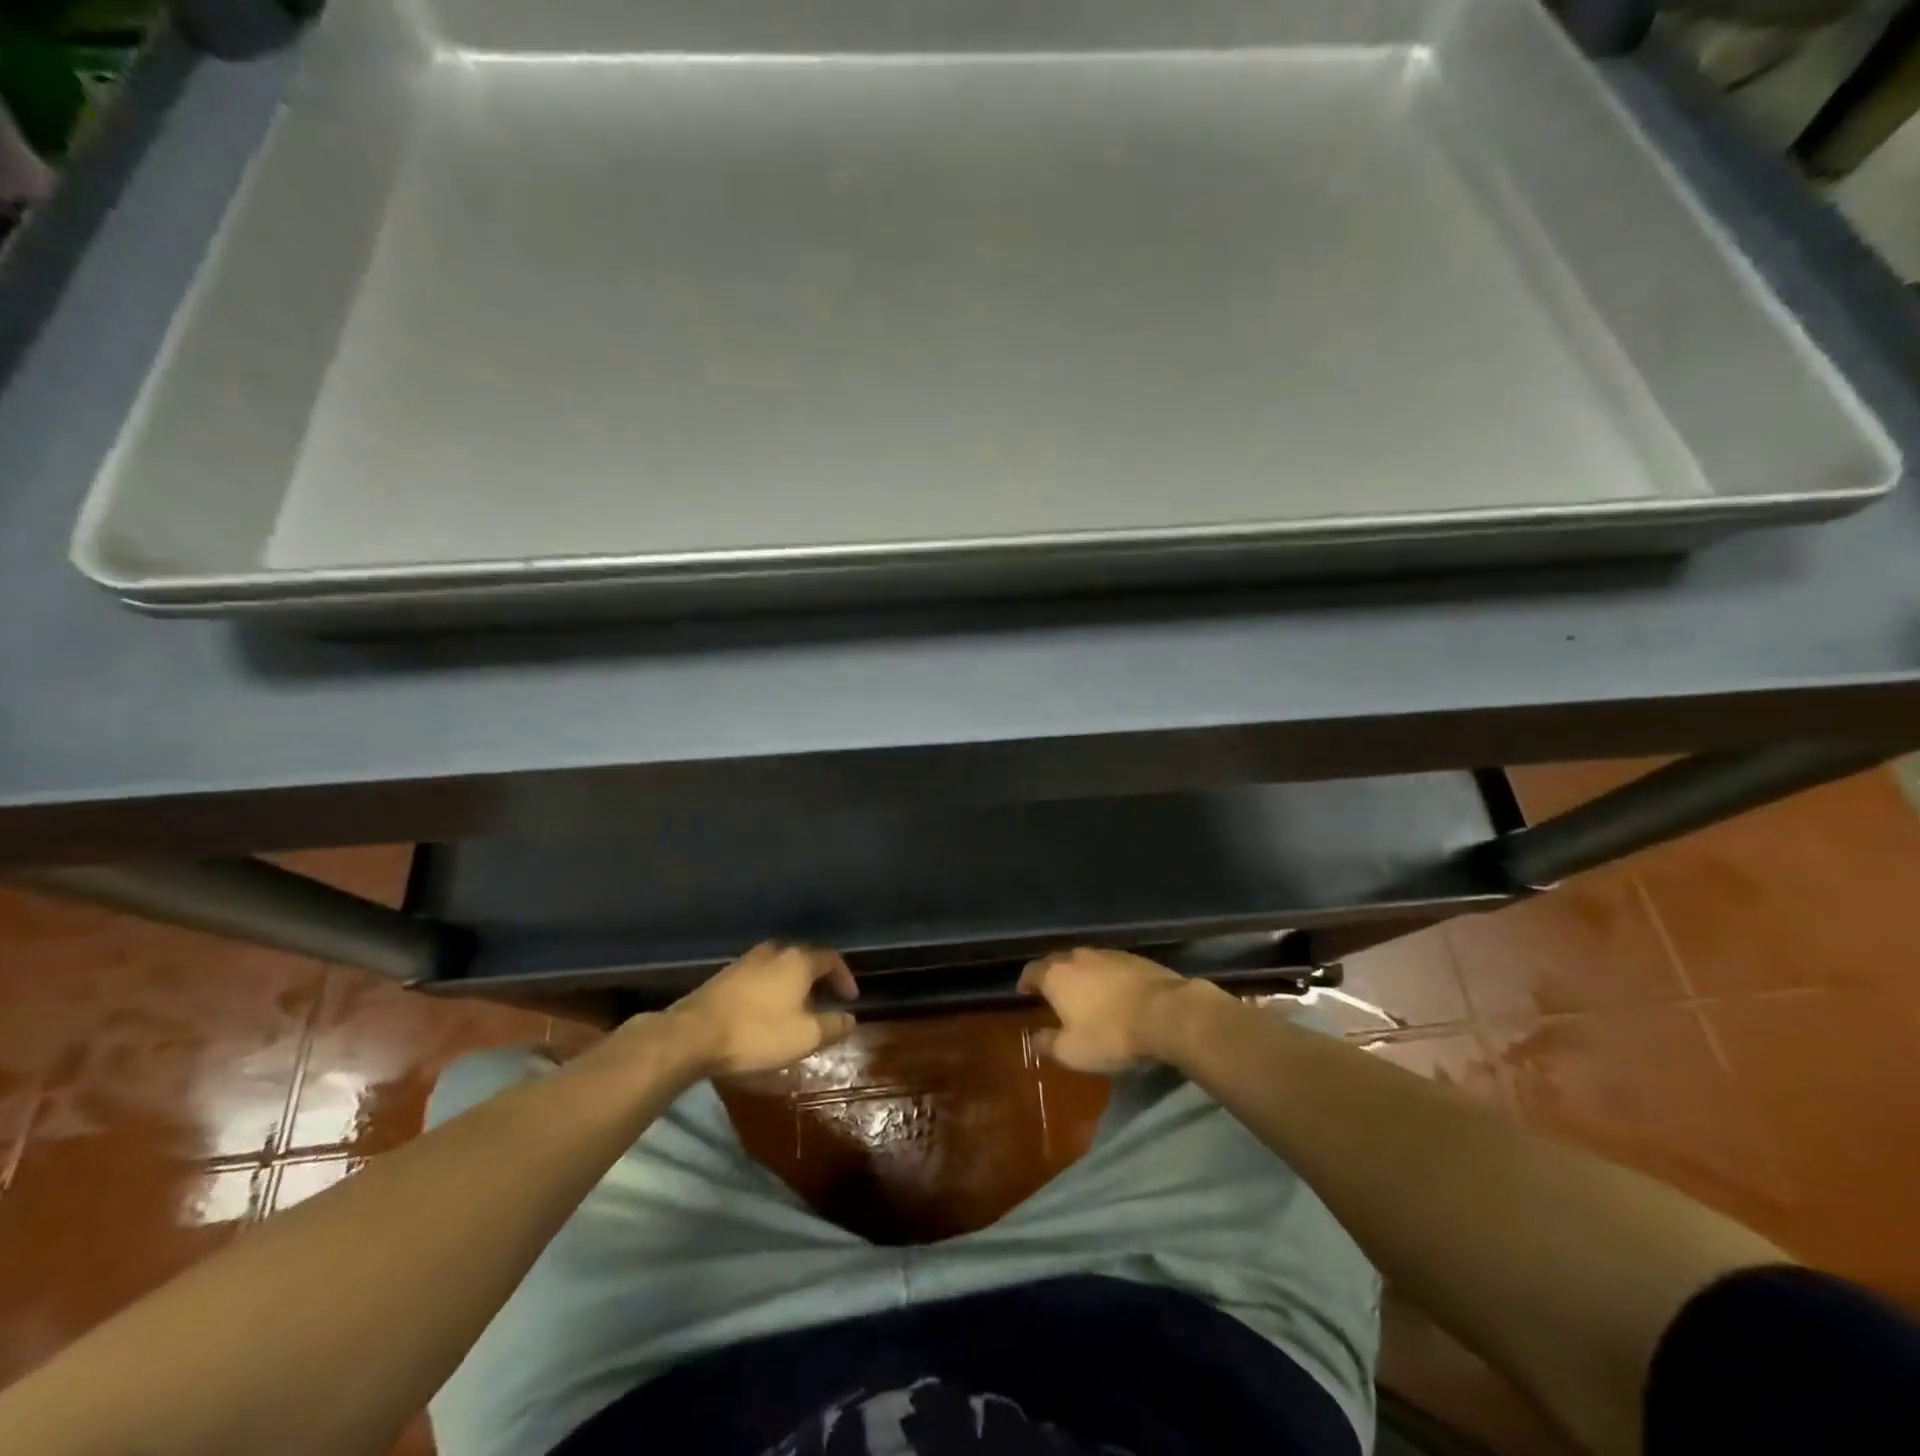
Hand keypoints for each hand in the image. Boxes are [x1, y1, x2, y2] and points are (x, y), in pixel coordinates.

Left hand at [668, 942, 858, 1075]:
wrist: (692, 1035)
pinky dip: (769, 990)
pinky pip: (758, 977)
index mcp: (798, 961)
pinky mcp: (724, 976)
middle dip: (817, 980)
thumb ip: (832, 1026)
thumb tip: (851, 1018)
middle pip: (803, 959)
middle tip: (823, 1002)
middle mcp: (774, 952)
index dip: (844, 977)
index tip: (850, 999)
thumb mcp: (804, 1037)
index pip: (831, 959)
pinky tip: (764, 1012)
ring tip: (794, 1009)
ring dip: (791, 984)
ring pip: (778, 967)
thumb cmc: (757, 1033)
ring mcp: (746, 961)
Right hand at [1017, 947, 1189, 1072]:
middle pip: (1058, 962)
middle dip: (1053, 977)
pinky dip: (1107, 978)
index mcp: (1056, 975)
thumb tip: (1034, 1039)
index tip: (1024, 993)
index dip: (1026, 982)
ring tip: (1085, 995)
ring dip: (1082, 976)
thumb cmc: (1110, 1034)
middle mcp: (1079, 957)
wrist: (1166, 1013)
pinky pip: (1111, 966)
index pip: (1032, 971)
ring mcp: (1109, 954)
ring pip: (1086, 962)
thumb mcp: (1072, 1051)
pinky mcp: (1135, 958)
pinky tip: (1115, 994)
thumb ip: (1047, 1044)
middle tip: (1054, 995)